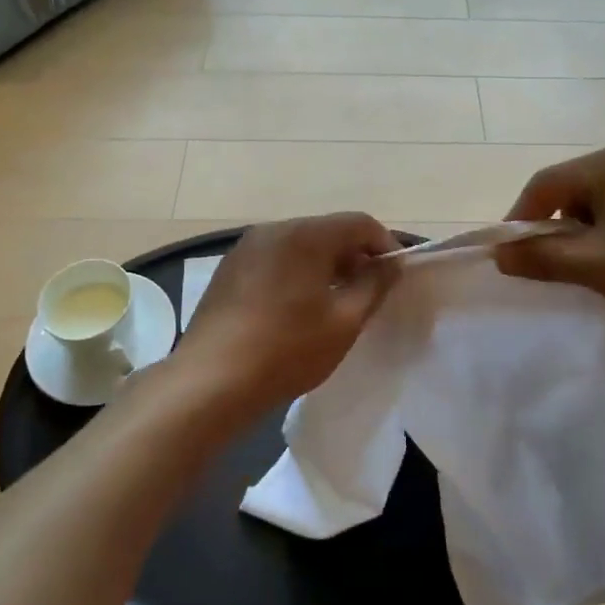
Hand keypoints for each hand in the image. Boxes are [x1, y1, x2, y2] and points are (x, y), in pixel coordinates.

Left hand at [182, 213, 400, 411]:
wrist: (209, 381)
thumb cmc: (287, 350)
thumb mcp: (344, 322)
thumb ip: (374, 285)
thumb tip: (390, 264)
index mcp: (305, 235)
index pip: (359, 223)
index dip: (384, 244)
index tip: (395, 275)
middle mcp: (274, 229)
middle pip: (327, 230)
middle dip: (354, 255)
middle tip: (369, 292)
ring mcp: (246, 247)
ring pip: (300, 245)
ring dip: (325, 265)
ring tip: (335, 302)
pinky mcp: (229, 269)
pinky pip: (275, 259)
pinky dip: (296, 272)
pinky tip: (297, 308)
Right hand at [495, 145, 604, 347]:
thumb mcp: (593, 266)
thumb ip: (541, 257)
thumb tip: (501, 254)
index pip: (547, 183)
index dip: (522, 216)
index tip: (511, 252)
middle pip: (579, 186)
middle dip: (560, 223)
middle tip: (556, 261)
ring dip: (593, 226)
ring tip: (599, 264)